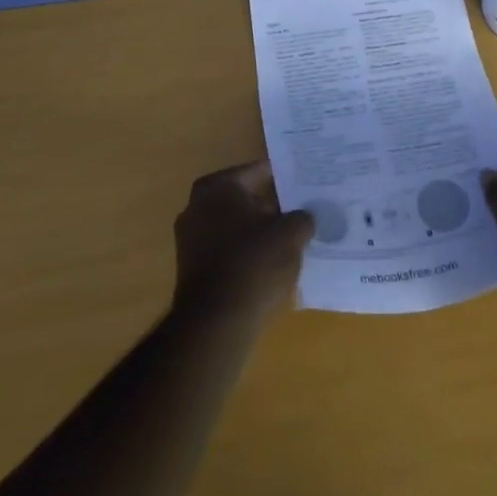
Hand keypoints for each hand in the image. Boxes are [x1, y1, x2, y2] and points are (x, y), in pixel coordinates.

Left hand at [172, 160, 313, 323]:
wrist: (215, 324)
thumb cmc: (253, 263)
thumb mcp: (291, 234)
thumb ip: (302, 218)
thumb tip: (306, 216)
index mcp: (217, 186)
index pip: (258, 172)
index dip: (284, 177)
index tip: (304, 184)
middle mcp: (197, 205)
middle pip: (244, 199)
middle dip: (271, 206)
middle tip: (301, 212)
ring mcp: (190, 239)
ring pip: (235, 227)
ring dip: (258, 232)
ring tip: (290, 241)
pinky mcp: (191, 270)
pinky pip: (226, 251)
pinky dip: (245, 254)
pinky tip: (269, 267)